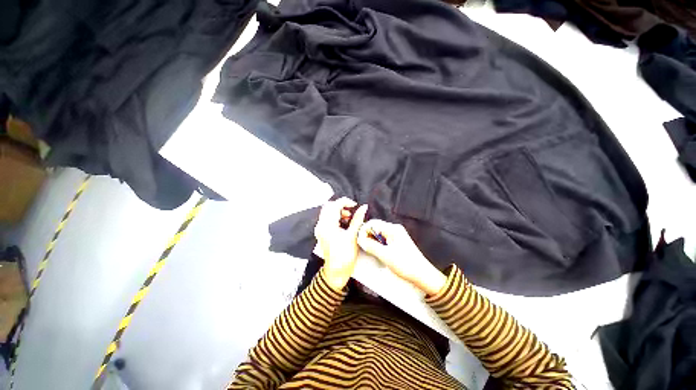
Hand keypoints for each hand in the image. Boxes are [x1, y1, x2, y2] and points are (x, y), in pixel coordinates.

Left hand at [314, 198, 367, 290]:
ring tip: (349, 217)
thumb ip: (357, 219)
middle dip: (341, 206)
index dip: (345, 202)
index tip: (355, 206)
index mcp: (328, 225)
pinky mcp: (322, 233)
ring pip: (327, 212)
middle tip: (351, 211)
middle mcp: (321, 225)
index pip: (335, 205)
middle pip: (329, 207)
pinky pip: (327, 219)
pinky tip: (344, 223)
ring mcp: (320, 229)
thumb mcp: (353, 236)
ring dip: (338, 211)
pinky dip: (335, 217)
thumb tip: (363, 207)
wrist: (336, 272)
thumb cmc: (345, 255)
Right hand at [357, 220, 445, 295]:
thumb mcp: (385, 255)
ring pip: (378, 234)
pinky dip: (378, 244)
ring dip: (372, 241)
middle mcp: (394, 229)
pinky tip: (378, 252)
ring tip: (370, 251)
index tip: (359, 241)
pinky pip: (383, 239)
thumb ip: (370, 245)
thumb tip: (359, 239)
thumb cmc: (406, 264)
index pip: (372, 223)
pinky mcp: (397, 242)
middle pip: (375, 227)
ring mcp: (397, 235)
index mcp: (392, 229)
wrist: (423, 275)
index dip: (363, 231)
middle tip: (363, 247)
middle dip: (367, 236)